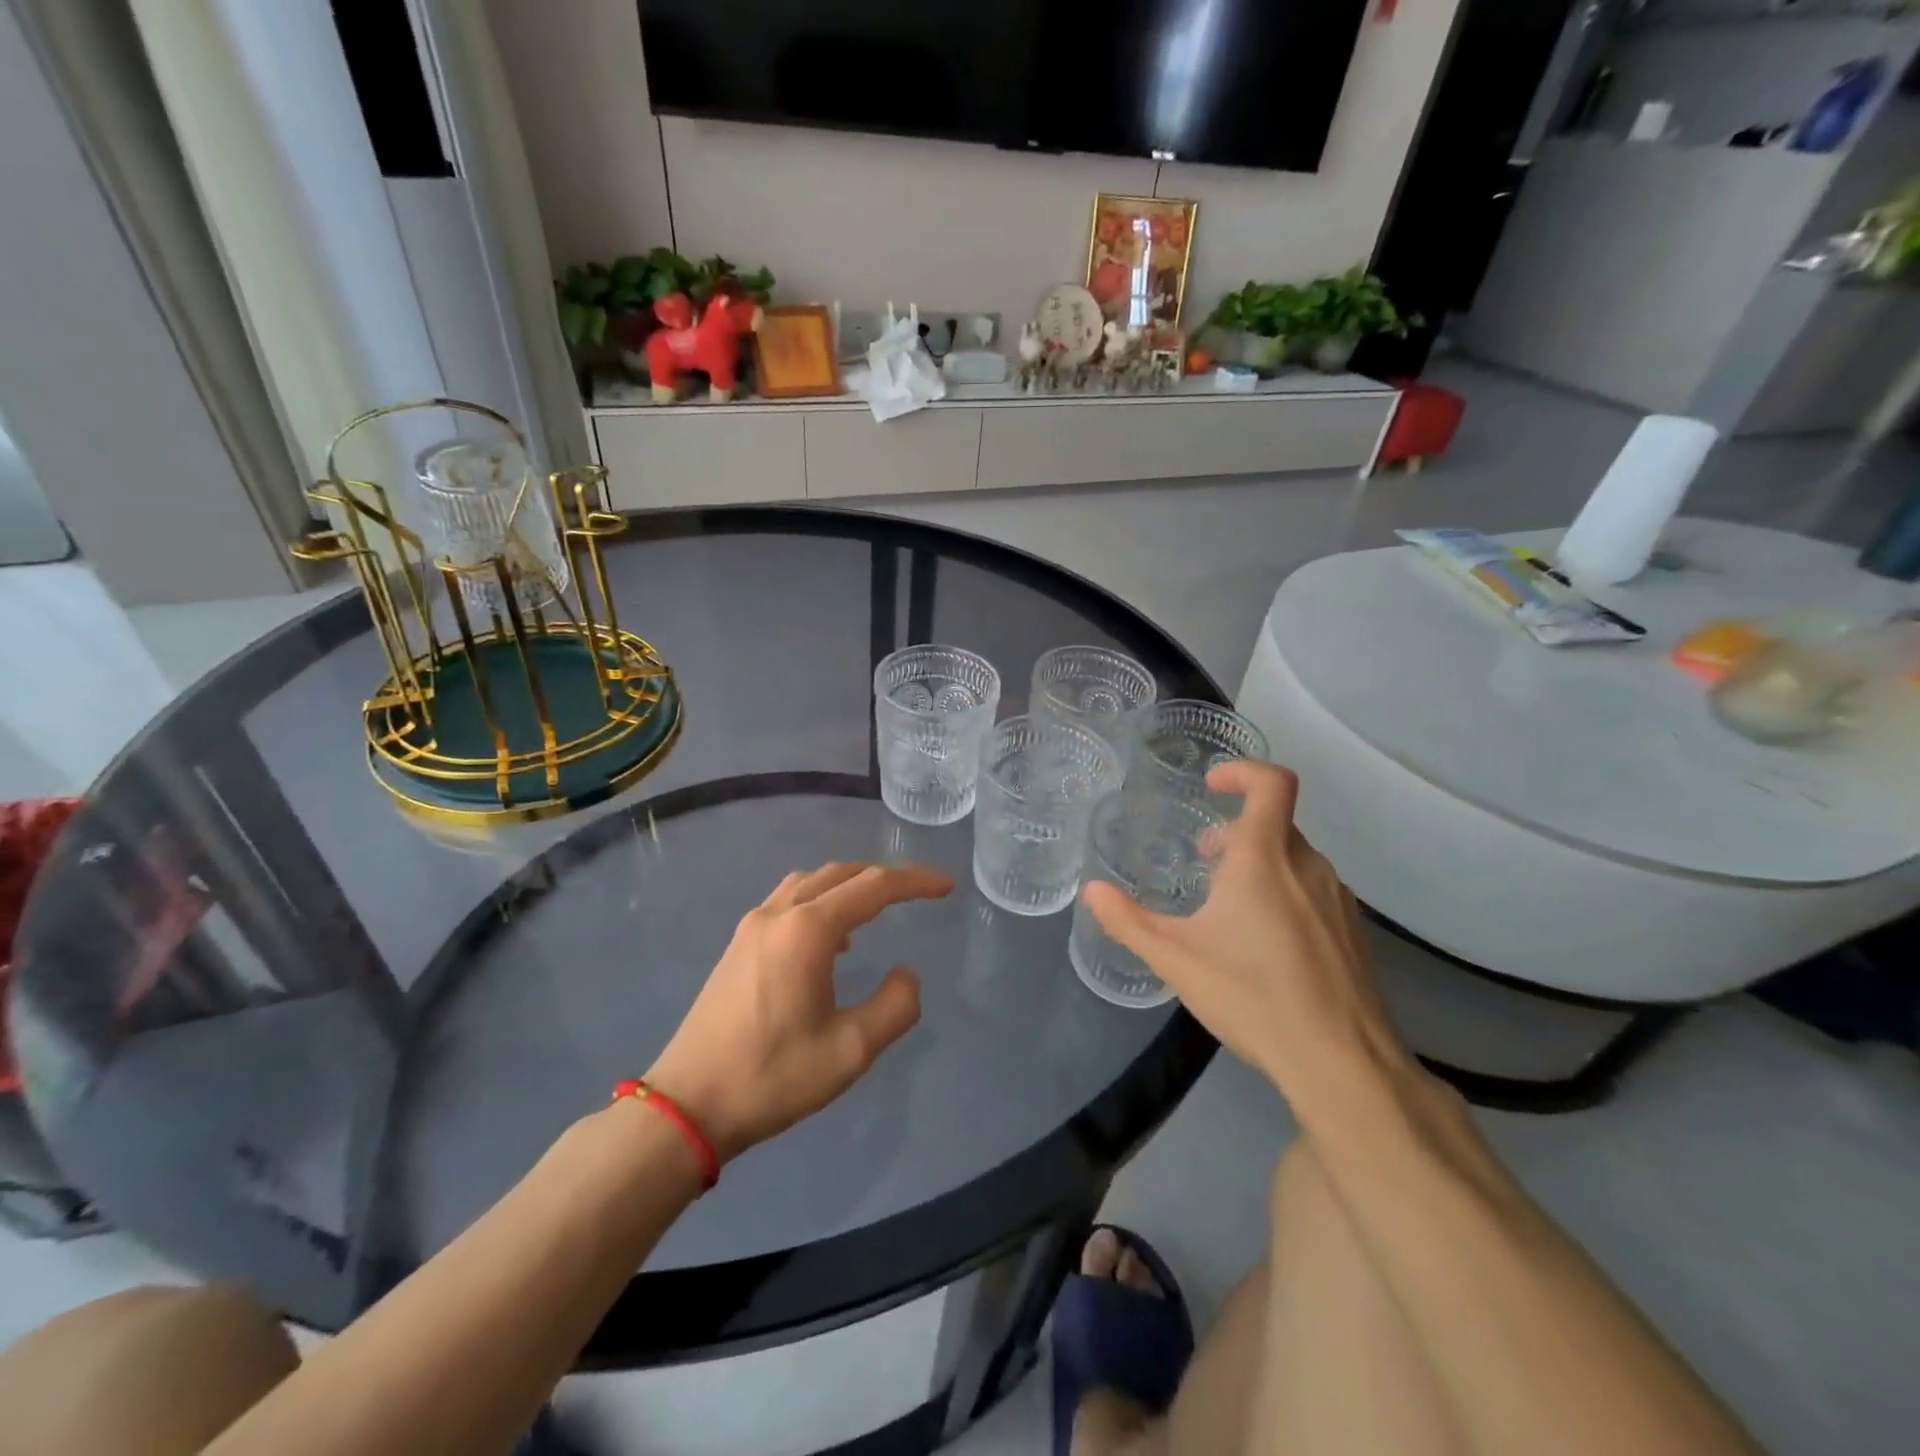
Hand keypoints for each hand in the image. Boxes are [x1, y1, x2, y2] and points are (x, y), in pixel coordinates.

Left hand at [644, 862, 952, 1162]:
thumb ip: (895, 1007)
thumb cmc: (772, 1077)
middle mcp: (779, 914)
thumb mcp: (850, 1052)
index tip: (946, 886)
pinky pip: (789, 901)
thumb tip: (907, 974)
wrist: (687, 1106)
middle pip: (841, 874)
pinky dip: (821, 901)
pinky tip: (831, 940)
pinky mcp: (738, 945)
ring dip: (849, 885)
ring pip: (811, 882)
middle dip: (884, 877)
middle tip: (918, 893)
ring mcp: (752, 926)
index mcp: (808, 930)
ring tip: (877, 909)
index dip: (915, 882)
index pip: (873, 887)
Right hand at [1081, 761, 1402, 1093]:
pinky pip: (1314, 890)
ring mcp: (1337, 899)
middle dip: (1235, 833)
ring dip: (1259, 864)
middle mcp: (1308, 867)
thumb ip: (1128, 921)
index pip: (1272, 783)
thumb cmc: (1253, 997)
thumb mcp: (1175, 959)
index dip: (1243, 771)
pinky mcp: (1353, 931)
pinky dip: (1285, 893)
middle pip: (1275, 823)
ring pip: (1295, 858)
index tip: (1212, 786)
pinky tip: (1265, 945)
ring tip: (1229, 908)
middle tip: (1204, 864)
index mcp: (1265, 860)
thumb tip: (1092, 891)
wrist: (1343, 1063)